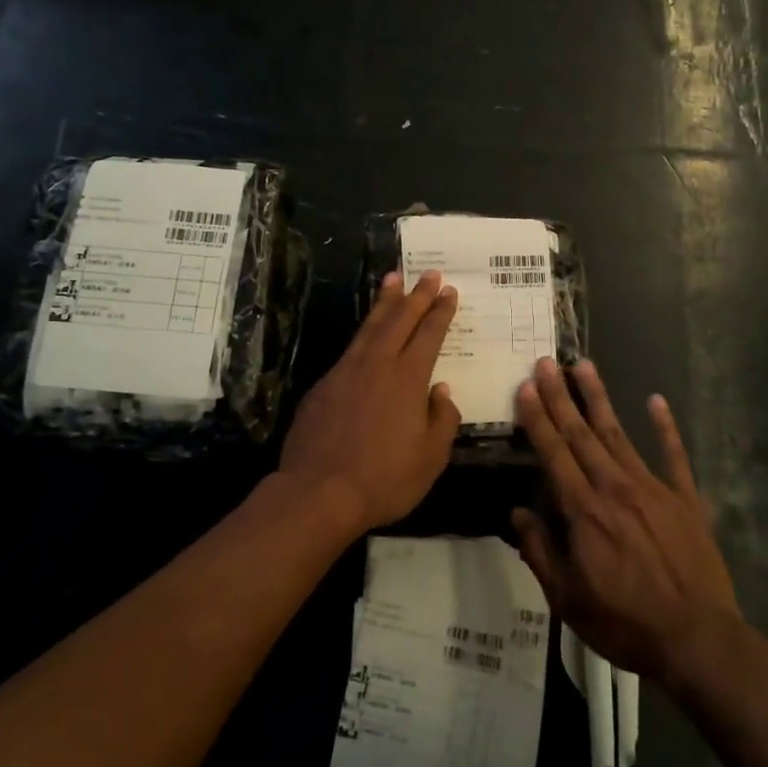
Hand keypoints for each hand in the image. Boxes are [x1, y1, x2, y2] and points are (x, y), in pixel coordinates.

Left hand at [278, 271, 461, 533]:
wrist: (319, 492)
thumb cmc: (384, 479)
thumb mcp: (430, 458)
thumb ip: (441, 420)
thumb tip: (441, 393)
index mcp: (408, 379)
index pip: (429, 335)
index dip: (440, 312)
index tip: (449, 291)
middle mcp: (378, 365)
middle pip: (400, 320)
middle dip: (417, 295)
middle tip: (428, 274)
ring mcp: (346, 372)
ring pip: (370, 327)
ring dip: (384, 302)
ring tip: (392, 279)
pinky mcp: (323, 385)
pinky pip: (350, 348)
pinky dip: (363, 331)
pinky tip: (367, 332)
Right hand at [510, 359, 743, 686]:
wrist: (697, 640)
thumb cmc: (624, 623)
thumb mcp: (567, 600)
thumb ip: (540, 552)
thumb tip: (518, 515)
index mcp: (584, 511)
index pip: (554, 453)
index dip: (537, 418)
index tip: (525, 386)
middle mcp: (615, 488)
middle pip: (582, 433)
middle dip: (560, 396)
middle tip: (547, 361)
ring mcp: (653, 489)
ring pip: (619, 434)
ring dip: (599, 399)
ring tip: (584, 365)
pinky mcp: (685, 499)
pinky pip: (674, 456)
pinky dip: (665, 427)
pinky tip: (656, 400)